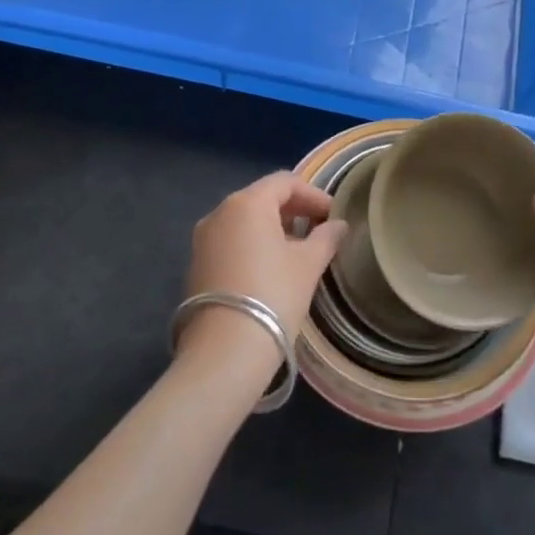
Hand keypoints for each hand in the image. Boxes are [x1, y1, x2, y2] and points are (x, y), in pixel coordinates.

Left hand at [183, 172, 343, 353]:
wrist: (224, 352)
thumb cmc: (273, 295)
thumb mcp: (308, 265)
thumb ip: (326, 238)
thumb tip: (338, 225)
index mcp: (247, 203)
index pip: (285, 182)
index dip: (313, 195)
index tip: (333, 215)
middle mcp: (220, 212)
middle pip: (262, 198)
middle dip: (293, 210)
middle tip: (319, 229)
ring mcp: (203, 239)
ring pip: (244, 221)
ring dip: (273, 228)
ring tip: (298, 251)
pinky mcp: (196, 265)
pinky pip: (230, 242)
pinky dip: (252, 245)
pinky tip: (270, 269)